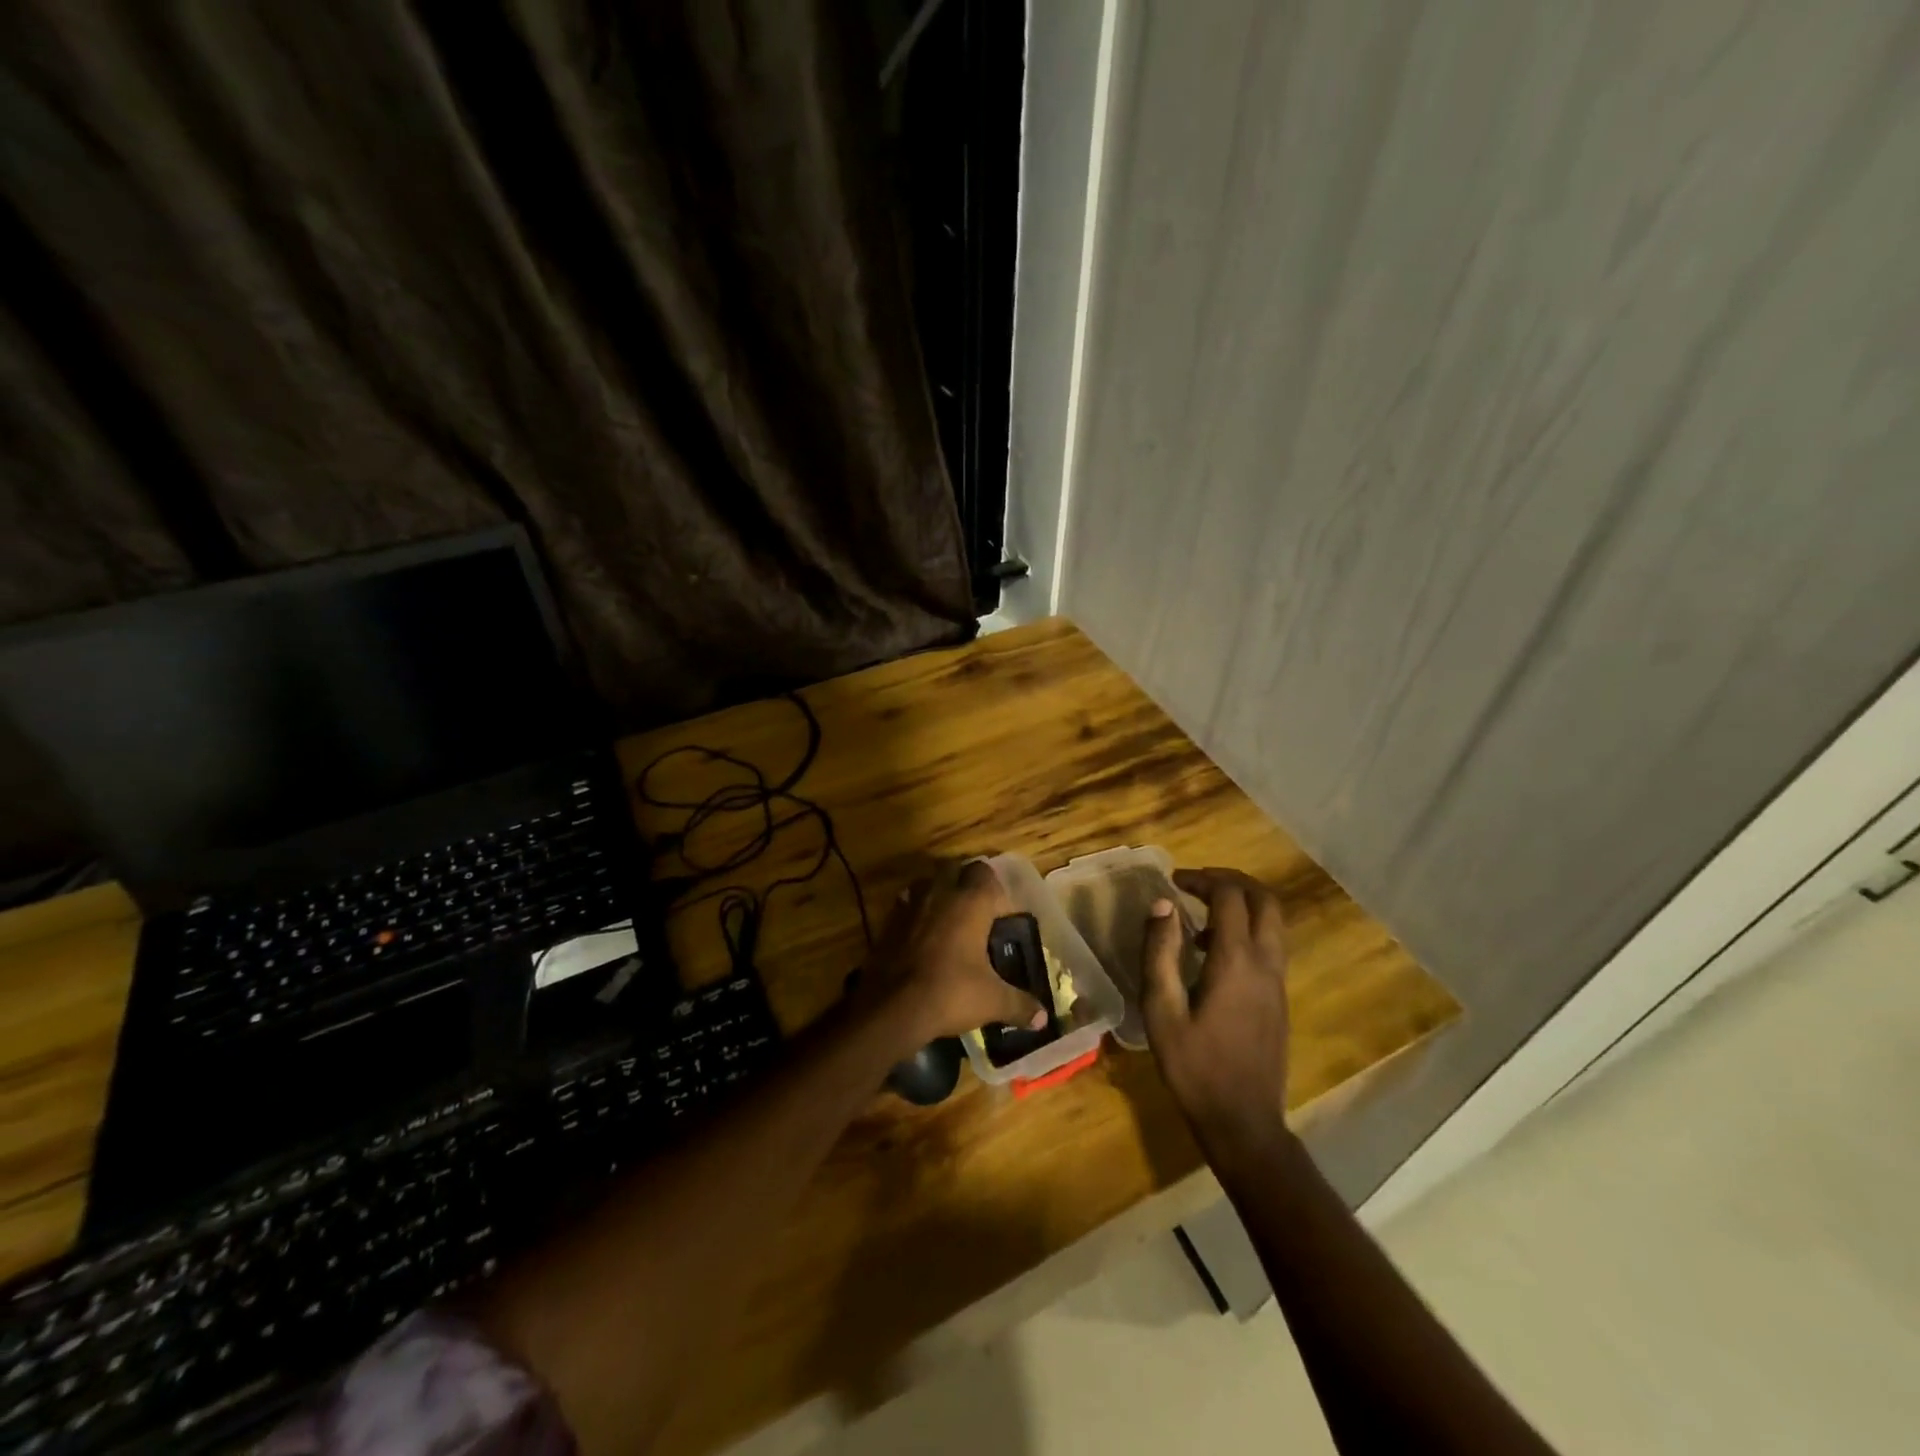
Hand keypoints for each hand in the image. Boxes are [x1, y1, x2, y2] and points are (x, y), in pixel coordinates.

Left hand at [863, 860, 1045, 1047]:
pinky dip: (916, 912)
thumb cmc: (950, 993)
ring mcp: (910, 904)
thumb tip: (1043, 1019)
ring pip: (928, 884)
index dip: (994, 888)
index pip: (985, 872)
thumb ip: (1020, 1004)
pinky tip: (923, 937)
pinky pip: (907, 904)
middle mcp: (940, 893)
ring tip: (949, 922)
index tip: (1001, 913)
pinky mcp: (888, 921)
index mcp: (970, 902)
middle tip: (977, 914)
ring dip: (939, 894)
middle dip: (966, 884)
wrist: (892, 1007)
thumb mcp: (992, 1000)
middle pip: (955, 870)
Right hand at [1140, 868, 1291, 1146]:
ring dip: (1241, 903)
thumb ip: (1160, 953)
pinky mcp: (1279, 998)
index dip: (1201, 879)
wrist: (1243, 1121)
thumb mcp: (1161, 1011)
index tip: (1173, 881)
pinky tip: (1212, 952)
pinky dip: (1247, 928)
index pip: (1229, 897)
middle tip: (1196, 882)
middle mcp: (1266, 964)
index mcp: (1237, 962)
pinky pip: (1270, 944)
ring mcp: (1278, 982)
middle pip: (1264, 899)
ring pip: (1273, 921)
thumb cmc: (1194, 1067)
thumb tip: (1162, 905)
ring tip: (1200, 913)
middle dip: (1231, 881)